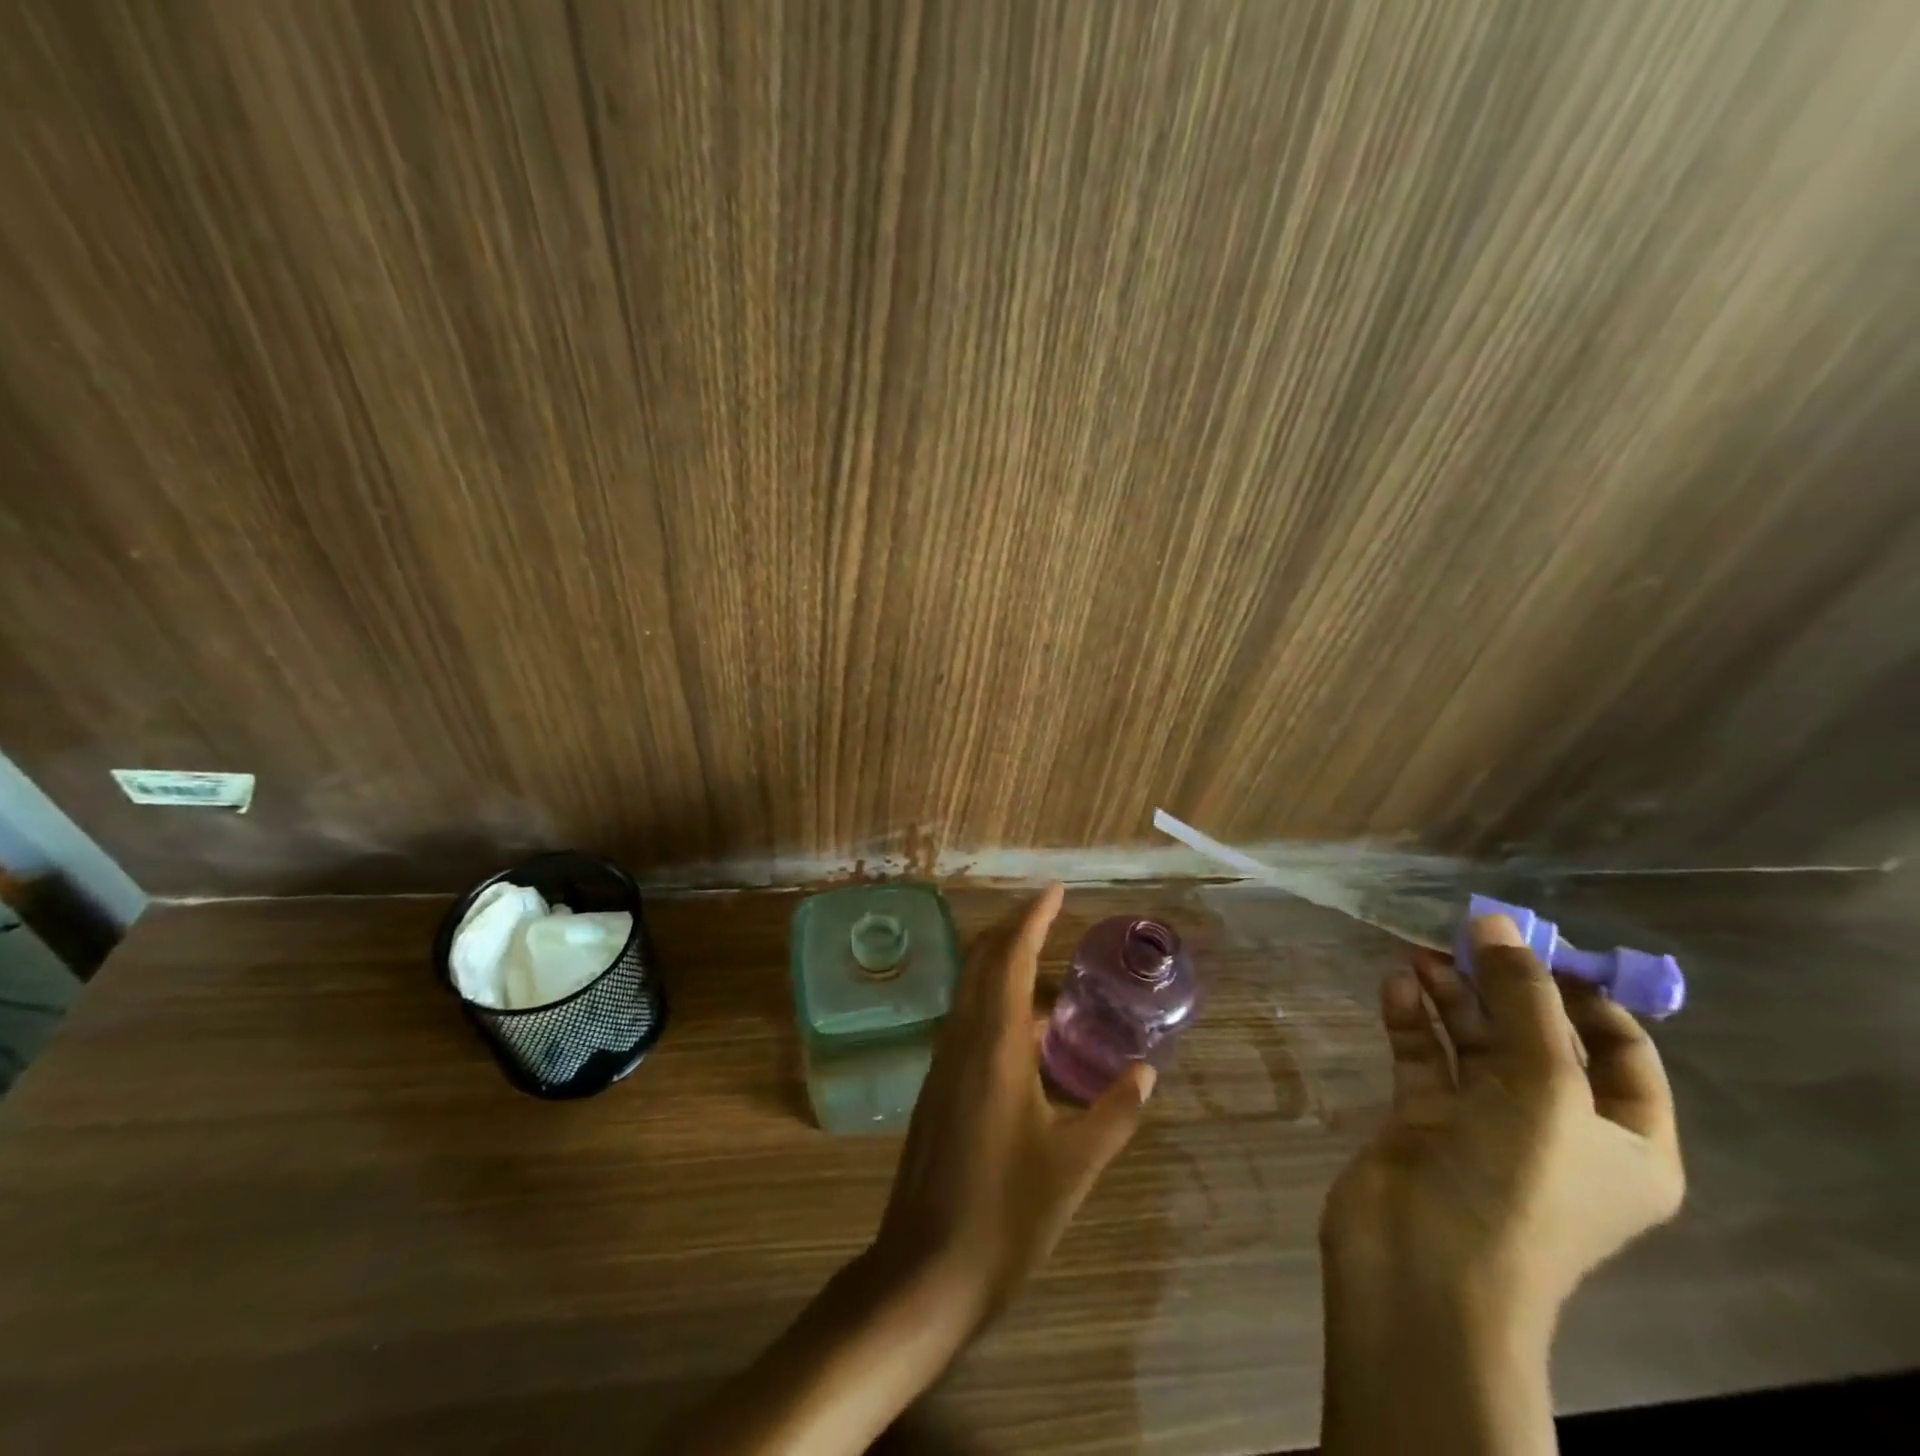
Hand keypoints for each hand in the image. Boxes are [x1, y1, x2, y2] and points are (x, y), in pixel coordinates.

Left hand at [873, 882, 1156, 1327]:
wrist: (924, 1273)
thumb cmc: (1005, 1218)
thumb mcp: (1074, 1167)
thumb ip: (1113, 1114)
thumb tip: (1148, 1074)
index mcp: (995, 1047)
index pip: (1011, 960)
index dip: (1032, 919)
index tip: (1054, 891)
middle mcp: (962, 1041)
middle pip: (981, 962)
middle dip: (1013, 930)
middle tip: (1050, 914)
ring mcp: (943, 1063)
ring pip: (970, 990)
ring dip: (1001, 964)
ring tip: (1047, 966)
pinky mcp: (937, 1087)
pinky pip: (966, 1020)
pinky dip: (994, 1001)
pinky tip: (1026, 1030)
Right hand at [1319, 913, 1684, 1455]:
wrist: (1424, 1271)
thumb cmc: (1515, 1187)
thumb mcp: (1542, 1088)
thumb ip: (1520, 998)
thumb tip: (1496, 921)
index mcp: (1623, 1140)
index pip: (1620, 1050)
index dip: (1582, 993)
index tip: (1534, 944)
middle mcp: (1558, 1128)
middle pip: (1534, 1036)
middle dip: (1500, 985)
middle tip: (1458, 936)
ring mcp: (1484, 1124)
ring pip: (1472, 1042)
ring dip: (1449, 996)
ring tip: (1416, 955)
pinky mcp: (1424, 1120)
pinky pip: (1423, 1058)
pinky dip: (1411, 1021)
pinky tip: (1395, 989)